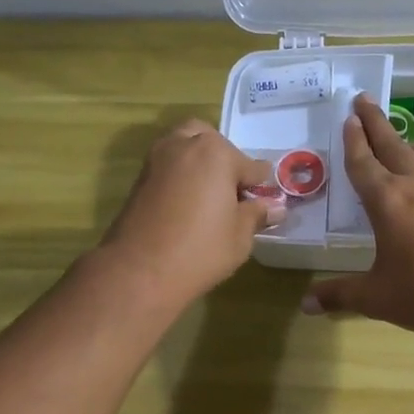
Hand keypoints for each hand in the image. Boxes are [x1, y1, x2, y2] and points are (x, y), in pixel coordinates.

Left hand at [98, 119, 279, 308]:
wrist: (139, 271)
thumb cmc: (200, 251)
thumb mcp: (240, 236)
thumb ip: (257, 214)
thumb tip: (274, 207)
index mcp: (216, 153)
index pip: (251, 165)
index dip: (260, 185)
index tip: (264, 201)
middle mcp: (184, 145)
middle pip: (212, 142)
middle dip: (225, 161)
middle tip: (233, 192)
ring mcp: (157, 159)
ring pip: (185, 147)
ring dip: (200, 163)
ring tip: (210, 197)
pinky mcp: (140, 178)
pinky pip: (169, 166)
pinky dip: (181, 175)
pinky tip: (188, 204)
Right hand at [302, 94, 413, 339]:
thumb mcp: (375, 297)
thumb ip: (339, 294)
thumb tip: (306, 305)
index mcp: (387, 201)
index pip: (363, 163)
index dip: (353, 141)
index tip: (348, 118)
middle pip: (391, 144)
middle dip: (375, 121)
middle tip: (362, 99)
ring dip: (404, 139)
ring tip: (396, 138)